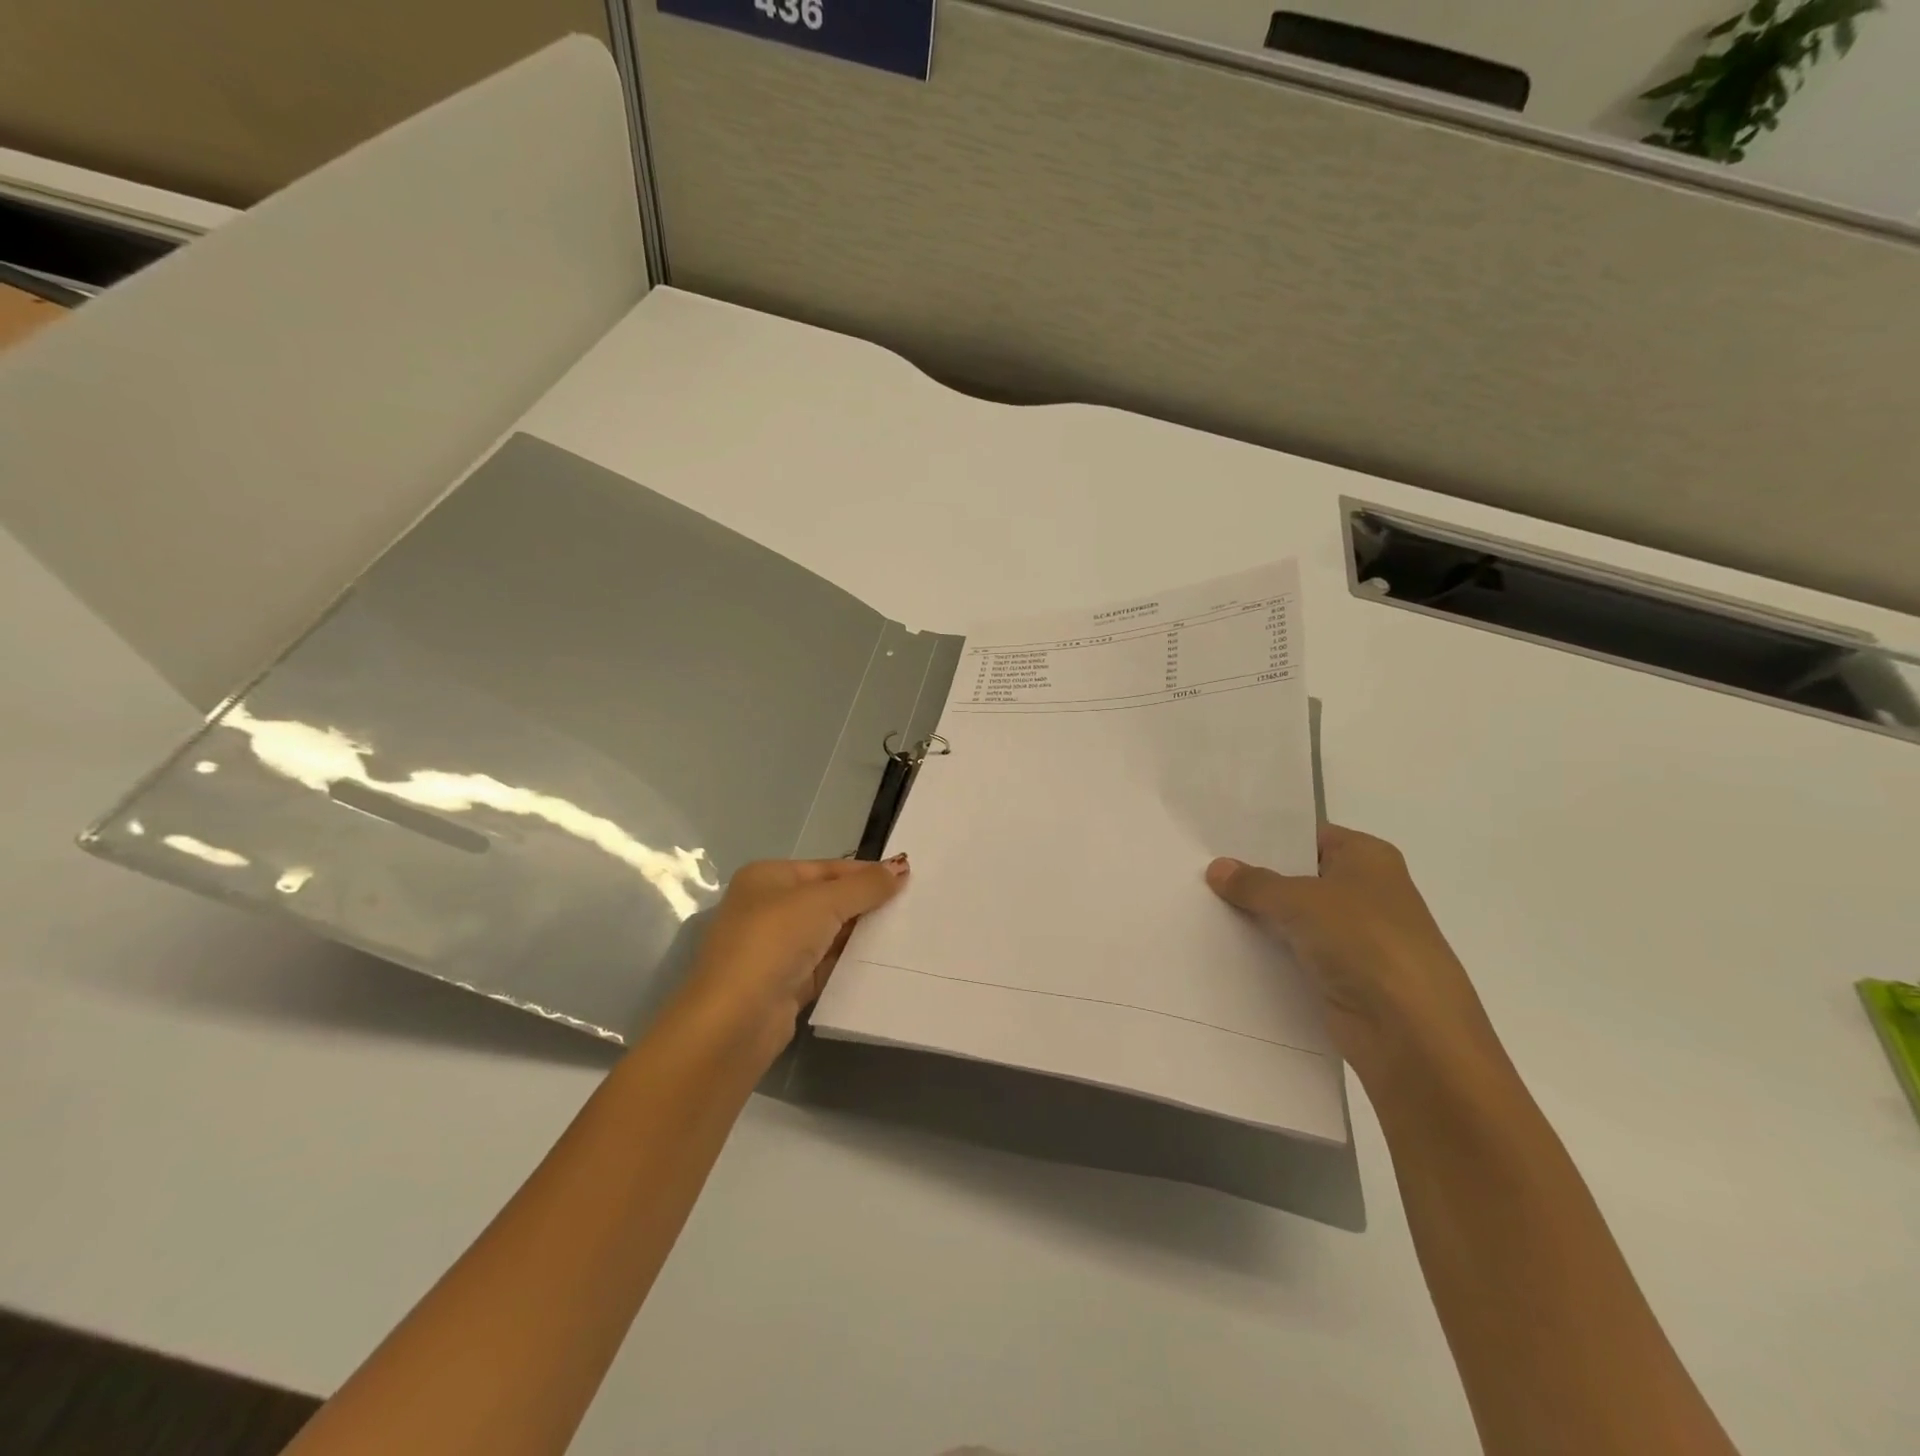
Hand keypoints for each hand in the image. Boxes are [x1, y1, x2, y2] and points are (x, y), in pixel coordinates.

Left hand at [675, 855, 909, 1054]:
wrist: (735, 1021)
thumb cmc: (774, 942)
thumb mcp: (824, 903)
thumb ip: (865, 886)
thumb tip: (901, 866)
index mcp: (767, 877)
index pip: (827, 867)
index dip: (866, 872)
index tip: (907, 878)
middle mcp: (767, 908)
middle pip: (828, 899)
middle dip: (865, 903)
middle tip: (912, 906)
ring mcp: (774, 949)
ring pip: (828, 934)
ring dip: (860, 934)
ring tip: (906, 932)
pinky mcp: (785, 984)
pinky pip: (826, 965)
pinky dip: (850, 963)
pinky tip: (882, 962)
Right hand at [1206, 825, 1507, 1088]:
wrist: (1410, 1031)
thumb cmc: (1365, 941)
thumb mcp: (1300, 900)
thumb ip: (1255, 884)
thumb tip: (1217, 868)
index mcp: (1367, 858)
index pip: (1308, 836)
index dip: (1266, 838)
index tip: (1218, 839)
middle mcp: (1364, 891)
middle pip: (1298, 877)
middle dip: (1255, 878)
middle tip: (1200, 870)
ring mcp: (1355, 936)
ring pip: (1294, 918)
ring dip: (1258, 917)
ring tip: (1201, 905)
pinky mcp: (1342, 976)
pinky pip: (1295, 954)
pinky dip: (1267, 952)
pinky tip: (1225, 946)